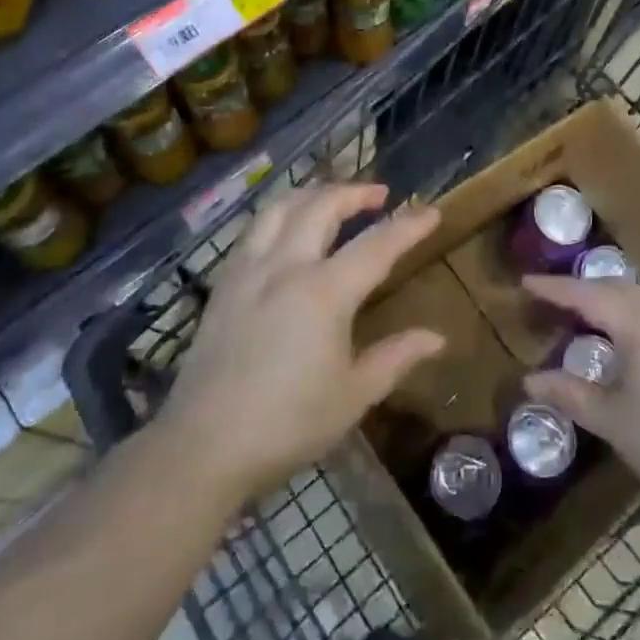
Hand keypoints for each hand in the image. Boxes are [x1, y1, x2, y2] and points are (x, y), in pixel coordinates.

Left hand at [158, 184, 444, 499]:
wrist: (203, 447)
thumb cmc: (287, 424)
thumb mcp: (352, 396)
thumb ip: (395, 358)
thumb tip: (437, 338)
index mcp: (324, 293)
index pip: (377, 245)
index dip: (408, 226)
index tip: (431, 211)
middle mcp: (286, 267)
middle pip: (322, 206)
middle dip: (355, 192)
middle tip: (379, 194)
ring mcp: (249, 270)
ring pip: (281, 206)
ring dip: (313, 193)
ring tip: (332, 198)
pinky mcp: (224, 283)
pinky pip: (254, 228)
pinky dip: (278, 214)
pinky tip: (286, 229)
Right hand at [521, 275, 639, 505]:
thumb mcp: (611, 420)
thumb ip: (570, 394)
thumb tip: (529, 381)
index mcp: (636, 325)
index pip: (586, 295)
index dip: (554, 289)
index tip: (525, 282)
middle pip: (611, 287)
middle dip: (578, 287)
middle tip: (548, 295)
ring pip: (634, 294)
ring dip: (604, 293)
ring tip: (580, 306)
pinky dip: (625, 305)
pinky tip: (619, 327)